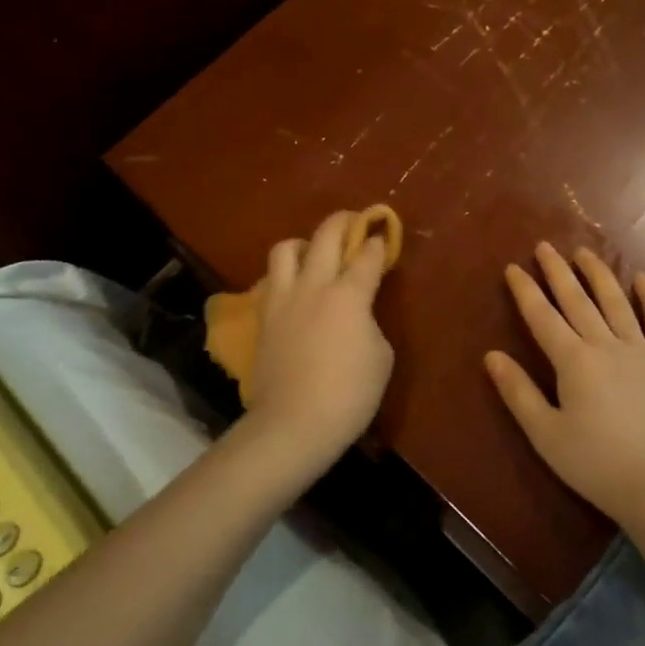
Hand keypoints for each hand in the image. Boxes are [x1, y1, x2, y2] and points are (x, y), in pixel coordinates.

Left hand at [246, 210, 395, 472]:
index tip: (381, 237)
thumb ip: (370, 323)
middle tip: (353, 223)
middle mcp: (314, 285)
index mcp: (349, 294)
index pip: (366, 254)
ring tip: (313, 255)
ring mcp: (283, 299)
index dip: (377, 242)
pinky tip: (294, 289)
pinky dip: (285, 276)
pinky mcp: (263, 317)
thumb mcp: (381, 357)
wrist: (293, 423)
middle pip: (326, 235)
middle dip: (343, 222)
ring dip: (304, 244)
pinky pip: (271, 280)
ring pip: (286, 249)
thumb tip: (357, 315)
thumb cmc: (349, 394)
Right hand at [486, 242, 644, 530]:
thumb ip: (518, 392)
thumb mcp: (546, 435)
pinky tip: (642, 279)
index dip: (526, 291)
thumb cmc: (597, 464)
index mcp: (574, 361)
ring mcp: (641, 351)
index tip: (512, 267)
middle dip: (558, 271)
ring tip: (584, 252)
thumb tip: (492, 355)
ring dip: (599, 274)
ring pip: (616, 302)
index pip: (543, 317)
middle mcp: (606, 345)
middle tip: (544, 246)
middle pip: (578, 300)